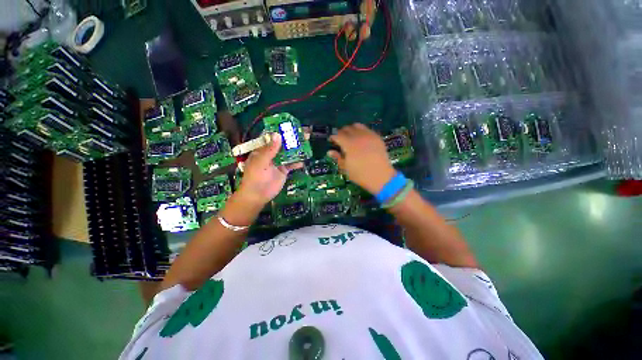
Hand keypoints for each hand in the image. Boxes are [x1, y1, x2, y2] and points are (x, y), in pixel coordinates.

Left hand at [238, 133, 302, 206]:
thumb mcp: (261, 162)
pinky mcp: (284, 170)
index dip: (282, 130)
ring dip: (297, 149)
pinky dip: (297, 163)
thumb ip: (270, 150)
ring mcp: (278, 162)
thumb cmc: (255, 177)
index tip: (292, 126)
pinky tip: (303, 161)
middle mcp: (271, 154)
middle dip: (293, 139)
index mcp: (263, 149)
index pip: (273, 137)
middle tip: (305, 133)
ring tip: (308, 143)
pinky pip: (292, 165)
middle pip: (284, 144)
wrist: (258, 195)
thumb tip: (278, 135)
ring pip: (289, 153)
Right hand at [328, 123, 395, 193]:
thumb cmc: (360, 175)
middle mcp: (358, 137)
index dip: (333, 137)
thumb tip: (330, 151)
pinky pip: (367, 129)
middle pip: (347, 128)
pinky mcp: (377, 137)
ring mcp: (369, 135)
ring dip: (351, 130)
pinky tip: (361, 139)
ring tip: (351, 137)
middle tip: (340, 140)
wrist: (381, 177)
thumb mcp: (346, 168)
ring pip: (357, 125)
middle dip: (341, 132)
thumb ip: (337, 158)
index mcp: (349, 145)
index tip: (331, 140)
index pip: (337, 135)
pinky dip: (361, 131)